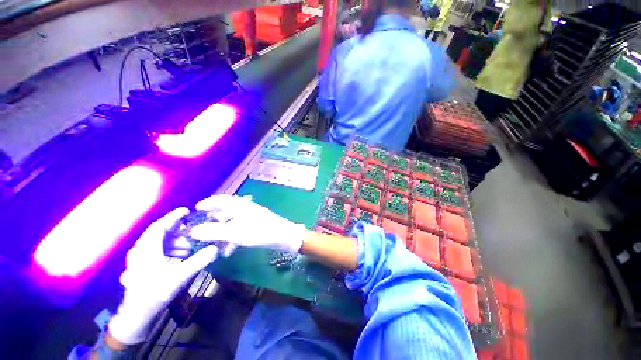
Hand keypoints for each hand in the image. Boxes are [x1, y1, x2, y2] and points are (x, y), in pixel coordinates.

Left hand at [108, 208, 218, 344]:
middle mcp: (140, 250)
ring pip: (159, 243)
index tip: (187, 210)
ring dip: (175, 242)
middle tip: (193, 230)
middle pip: (160, 233)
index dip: (173, 217)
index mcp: (146, 249)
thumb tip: (215, 248)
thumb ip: (198, 261)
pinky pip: (157, 251)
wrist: (136, 316)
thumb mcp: (179, 277)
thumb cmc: (154, 293)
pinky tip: (180, 256)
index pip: (160, 226)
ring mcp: (139, 259)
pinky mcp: (141, 266)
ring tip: (190, 246)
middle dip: (178, 231)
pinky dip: (170, 249)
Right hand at [190, 195, 305, 253]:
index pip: (221, 199)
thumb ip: (214, 232)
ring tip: (212, 243)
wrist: (284, 236)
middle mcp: (245, 208)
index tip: (196, 208)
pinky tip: (228, 250)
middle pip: (226, 210)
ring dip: (222, 231)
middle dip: (213, 219)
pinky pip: (240, 229)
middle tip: (201, 227)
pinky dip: (232, 237)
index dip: (208, 202)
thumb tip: (193, 231)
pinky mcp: (257, 225)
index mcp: (240, 206)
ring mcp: (252, 217)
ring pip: (232, 221)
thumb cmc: (260, 232)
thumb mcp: (235, 233)